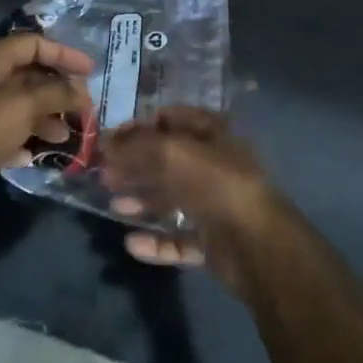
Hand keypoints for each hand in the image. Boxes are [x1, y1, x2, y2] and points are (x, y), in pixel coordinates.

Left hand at [0, 34, 94, 216]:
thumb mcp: (22, 106)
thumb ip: (56, 94)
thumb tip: (81, 91)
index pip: (33, 44)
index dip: (64, 54)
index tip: (91, 72)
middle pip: (28, 76)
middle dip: (58, 91)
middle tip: (85, 109)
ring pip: (19, 107)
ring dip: (45, 119)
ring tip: (67, 137)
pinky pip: (6, 133)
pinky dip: (23, 140)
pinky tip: (36, 156)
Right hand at [101, 108, 295, 295]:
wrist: (256, 244)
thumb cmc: (214, 185)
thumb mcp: (169, 153)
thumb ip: (135, 146)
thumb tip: (106, 142)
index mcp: (213, 134)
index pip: (172, 118)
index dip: (140, 126)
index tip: (110, 140)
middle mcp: (216, 165)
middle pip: (168, 161)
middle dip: (135, 165)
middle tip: (105, 174)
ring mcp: (217, 204)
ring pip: (173, 199)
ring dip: (142, 201)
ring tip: (115, 206)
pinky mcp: (215, 240)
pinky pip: (180, 238)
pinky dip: (157, 241)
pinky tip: (133, 243)